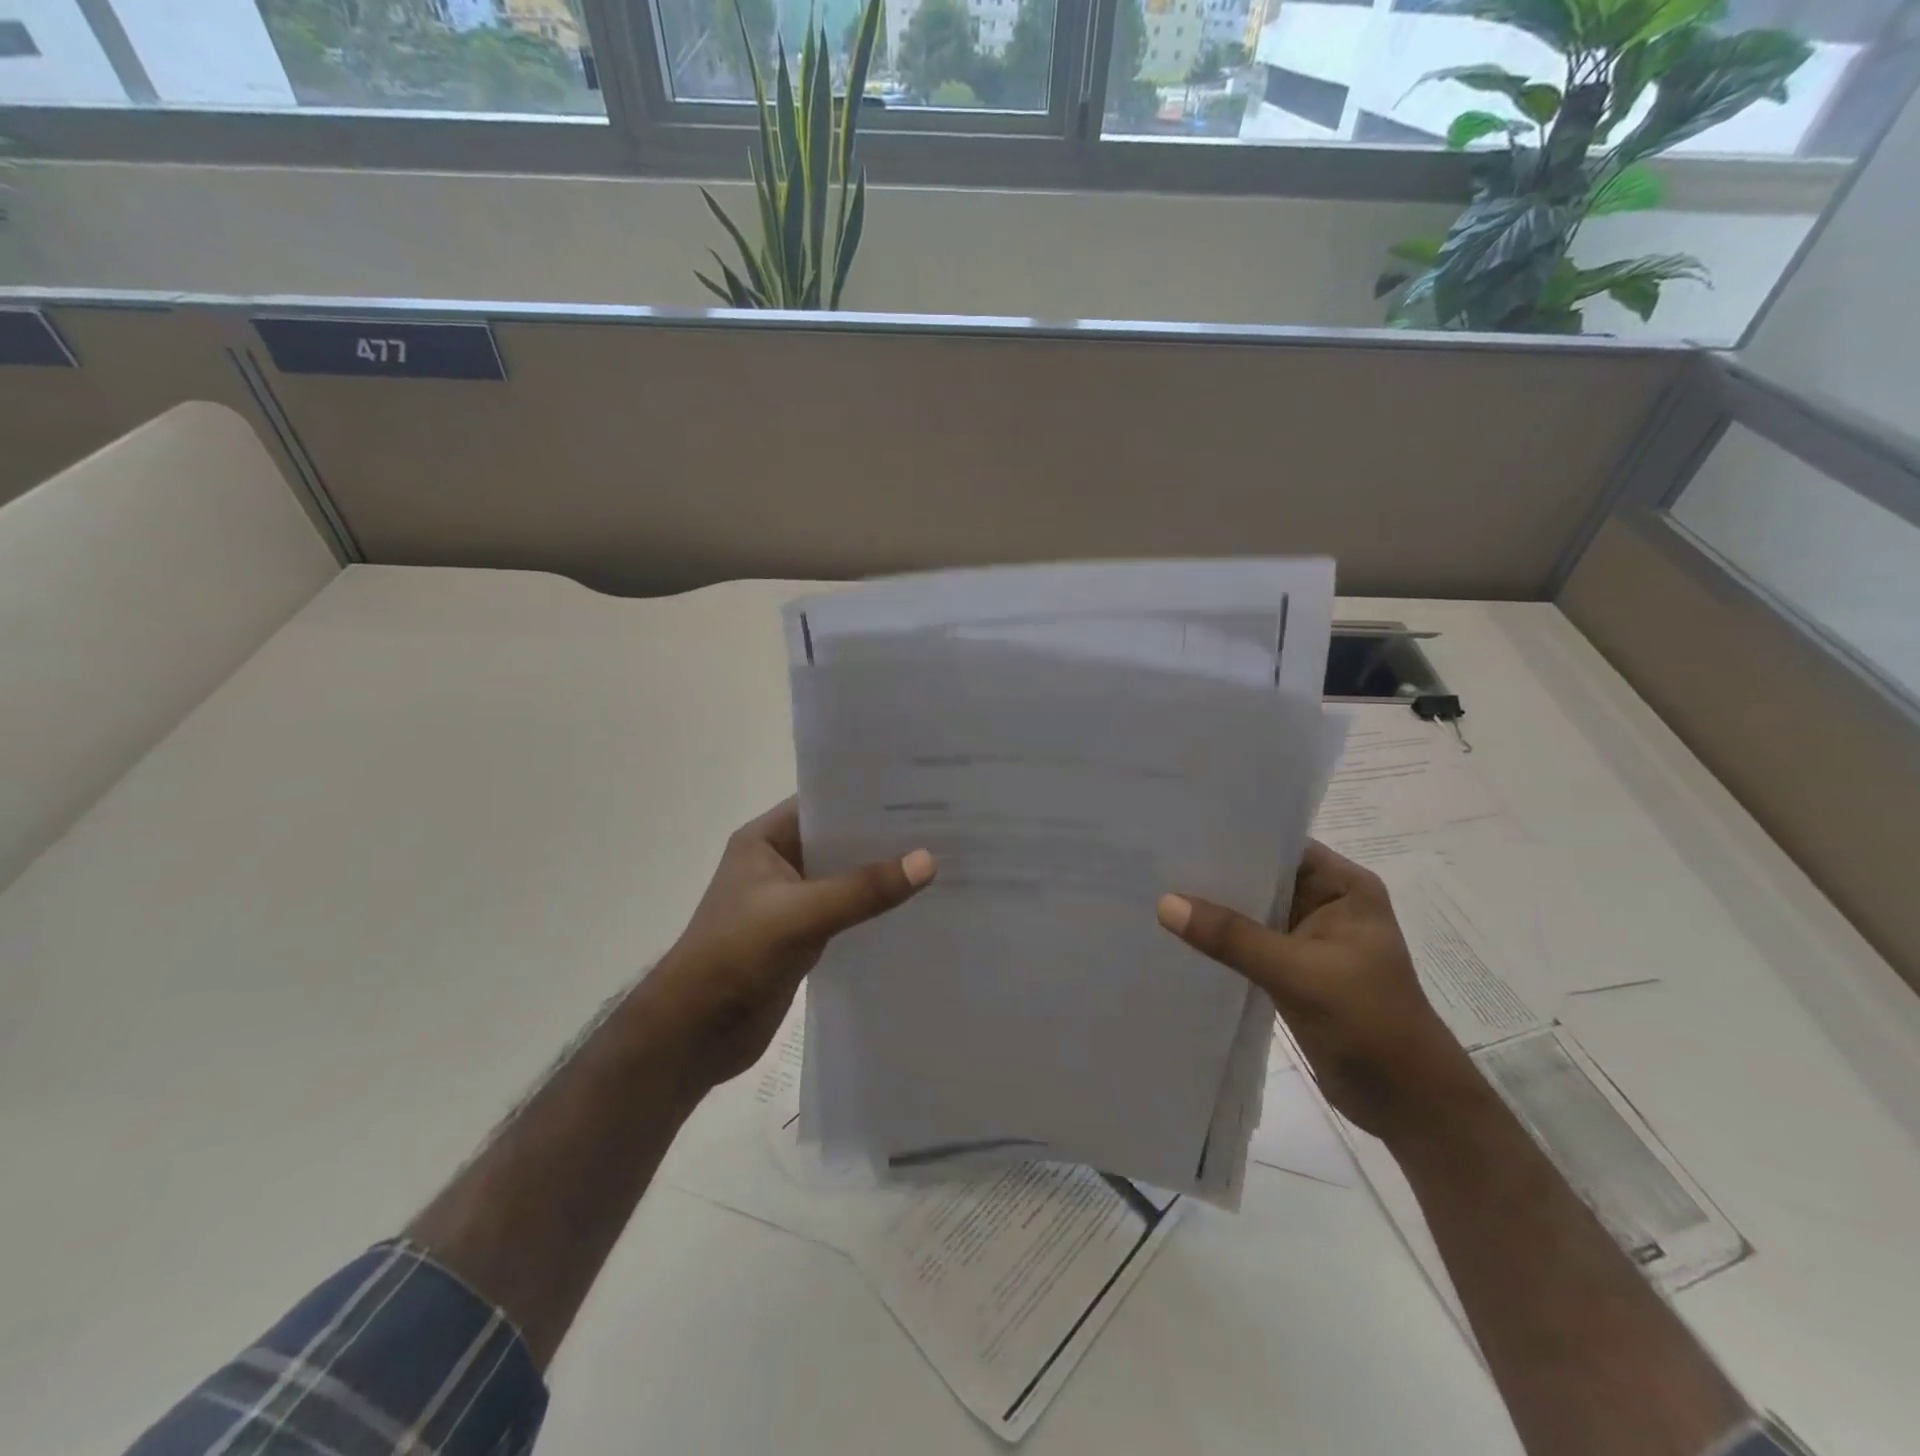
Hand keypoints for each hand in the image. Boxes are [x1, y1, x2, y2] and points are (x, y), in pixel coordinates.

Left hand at [644, 798, 935, 1089]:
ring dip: (881, 874)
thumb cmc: (736, 956)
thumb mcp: (802, 915)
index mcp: (765, 840)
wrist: (694, 1033)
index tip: (920, 792)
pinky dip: (872, 908)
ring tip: (939, 861)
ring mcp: (789, 900)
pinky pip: (845, 911)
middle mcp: (778, 862)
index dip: (867, 796)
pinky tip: (913, 907)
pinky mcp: (801, 935)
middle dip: (883, 837)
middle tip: (942, 826)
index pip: (824, 802)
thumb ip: (864, 889)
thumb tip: (928, 860)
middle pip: (839, 840)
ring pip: (844, 877)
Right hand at [1157, 840, 1484, 1142]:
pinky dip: (1221, 940)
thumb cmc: (1369, 1024)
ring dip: (1214, 908)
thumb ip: (1232, 936)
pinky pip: (1248, 943)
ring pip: (1252, 912)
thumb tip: (1164, 902)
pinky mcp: (1293, 970)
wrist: (1407, 1104)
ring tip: (1157, 890)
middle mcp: (1326, 903)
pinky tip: (1180, 934)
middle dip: (1216, 873)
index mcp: (1344, 887)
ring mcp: (1308, 938)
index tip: (1180, 831)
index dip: (1233, 837)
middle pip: (1261, 877)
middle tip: (1157, 861)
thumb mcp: (1298, 973)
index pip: (1280, 846)